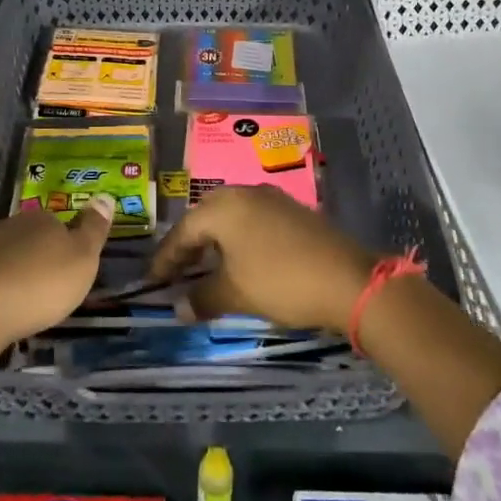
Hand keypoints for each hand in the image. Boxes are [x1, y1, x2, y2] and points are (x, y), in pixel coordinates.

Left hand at [0, 197, 112, 350]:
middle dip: (39, 258)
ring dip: (15, 274)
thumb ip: (94, 229)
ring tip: (24, 302)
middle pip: (31, 238)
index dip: (66, 246)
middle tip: (49, 288)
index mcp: (43, 219)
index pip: (59, 224)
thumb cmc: (39, 284)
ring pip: (7, 256)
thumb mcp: (82, 259)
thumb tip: (106, 195)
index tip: (70, 271)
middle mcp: (11, 225)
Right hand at [149, 186, 375, 332]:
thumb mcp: (236, 294)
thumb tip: (179, 307)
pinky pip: (252, 219)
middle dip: (188, 245)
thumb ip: (202, 298)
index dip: (165, 259)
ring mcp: (270, 198)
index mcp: (223, 208)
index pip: (182, 232)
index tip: (152, 282)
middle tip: (177, 272)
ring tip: (206, 267)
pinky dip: (238, 238)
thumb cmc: (281, 281)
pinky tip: (240, 260)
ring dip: (214, 241)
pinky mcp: (291, 210)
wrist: (348, 279)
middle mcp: (243, 193)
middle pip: (204, 216)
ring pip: (230, 216)